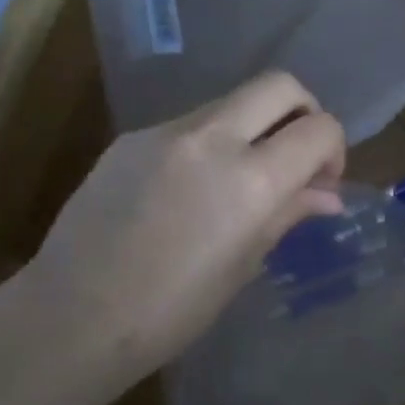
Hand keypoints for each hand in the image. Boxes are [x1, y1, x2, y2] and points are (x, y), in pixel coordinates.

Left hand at [27, 71, 346, 371]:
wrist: (70, 319)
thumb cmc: (173, 310)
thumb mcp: (245, 264)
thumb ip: (289, 213)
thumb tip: (327, 195)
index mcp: (251, 180)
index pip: (319, 130)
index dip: (334, 150)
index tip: (323, 181)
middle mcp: (212, 139)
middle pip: (279, 86)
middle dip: (304, 112)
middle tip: (297, 155)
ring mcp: (165, 132)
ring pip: (232, 101)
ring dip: (254, 127)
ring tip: (242, 178)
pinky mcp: (130, 138)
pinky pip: (189, 124)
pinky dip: (211, 143)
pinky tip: (191, 189)